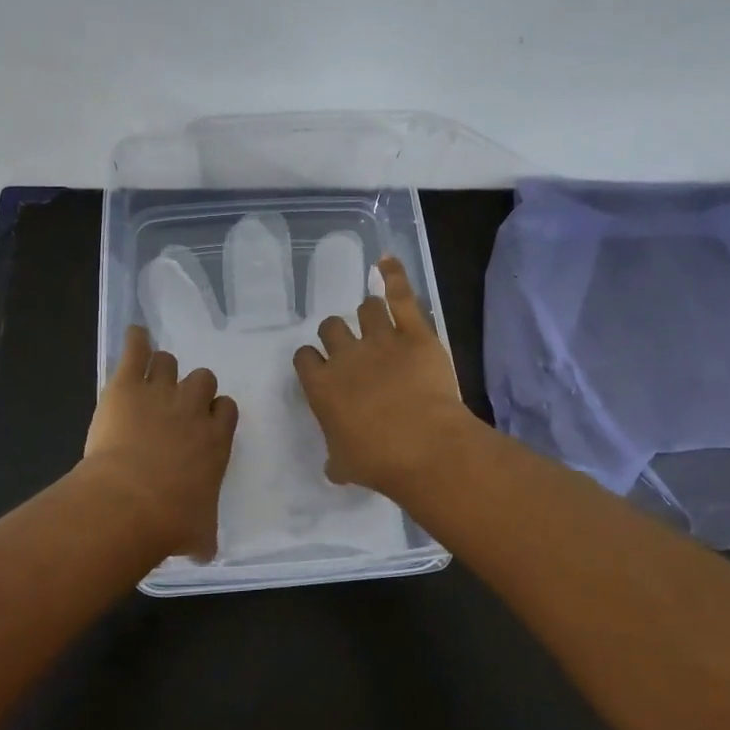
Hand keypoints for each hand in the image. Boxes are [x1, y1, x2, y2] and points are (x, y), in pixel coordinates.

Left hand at [82, 325, 237, 559]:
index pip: (225, 408)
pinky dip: (135, 340)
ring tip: (149, 379)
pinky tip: (134, 336)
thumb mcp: (199, 534)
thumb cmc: (170, 521)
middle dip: (191, 388)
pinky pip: (135, 349)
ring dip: (161, 369)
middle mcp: (193, 409)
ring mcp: (160, 392)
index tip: (202, 423)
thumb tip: (207, 552)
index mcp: (215, 439)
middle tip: (174, 405)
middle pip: (203, 378)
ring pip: (170, 361)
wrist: (129, 503)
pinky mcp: (127, 385)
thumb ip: (205, 536)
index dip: (214, 412)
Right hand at [292, 256, 475, 499]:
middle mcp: (345, 356)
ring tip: (376, 319)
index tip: (321, 366)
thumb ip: (335, 459)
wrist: (424, 447)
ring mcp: (380, 340)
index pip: (305, 357)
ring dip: (369, 314)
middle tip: (351, 346)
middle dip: (338, 334)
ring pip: (366, 310)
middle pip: (331, 327)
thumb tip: (333, 467)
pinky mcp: (414, 333)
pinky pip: (401, 295)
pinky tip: (387, 262)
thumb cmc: (378, 461)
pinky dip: (393, 275)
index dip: (312, 359)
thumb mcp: (345, 466)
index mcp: (321, 386)